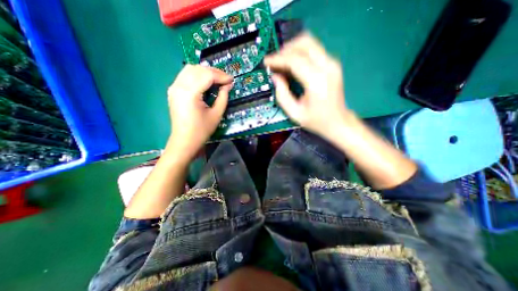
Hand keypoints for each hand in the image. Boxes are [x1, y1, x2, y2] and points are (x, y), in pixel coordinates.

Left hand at [166, 64, 232, 162]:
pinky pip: (185, 75)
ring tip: (217, 79)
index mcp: (190, 93)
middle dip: (214, 72)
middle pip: (198, 69)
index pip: (207, 75)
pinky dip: (197, 75)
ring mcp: (174, 87)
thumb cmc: (202, 130)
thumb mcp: (216, 114)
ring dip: (205, 72)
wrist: (184, 140)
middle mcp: (179, 86)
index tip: (232, 80)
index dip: (221, 76)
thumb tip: (228, 85)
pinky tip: (205, 82)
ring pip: (190, 69)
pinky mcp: (173, 90)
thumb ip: (223, 97)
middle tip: (225, 80)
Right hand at [264, 33, 351, 140]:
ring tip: (282, 63)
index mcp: (317, 82)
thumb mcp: (295, 113)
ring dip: (293, 50)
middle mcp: (327, 67)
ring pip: (310, 43)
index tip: (267, 62)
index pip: (294, 60)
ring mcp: (332, 64)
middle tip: (275, 61)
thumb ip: (282, 94)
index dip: (278, 59)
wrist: (338, 122)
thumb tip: (275, 77)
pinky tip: (293, 66)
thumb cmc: (317, 121)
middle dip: (286, 49)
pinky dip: (300, 54)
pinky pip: (314, 50)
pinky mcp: (332, 64)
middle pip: (304, 43)